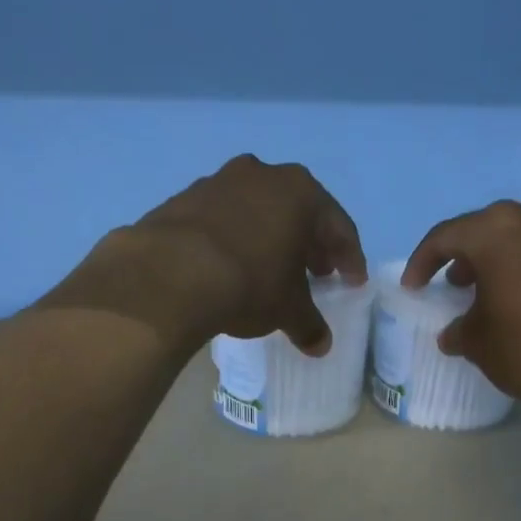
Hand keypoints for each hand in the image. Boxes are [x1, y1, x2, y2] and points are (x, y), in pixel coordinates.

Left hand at [48, 156, 366, 355]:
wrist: (167, 274)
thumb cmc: (247, 284)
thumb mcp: (287, 310)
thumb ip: (309, 324)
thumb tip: (320, 345)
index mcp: (300, 193)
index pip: (338, 227)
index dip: (349, 258)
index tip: (353, 282)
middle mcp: (262, 175)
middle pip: (298, 212)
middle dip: (310, 245)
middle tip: (317, 274)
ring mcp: (218, 181)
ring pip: (258, 211)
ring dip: (270, 238)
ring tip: (272, 270)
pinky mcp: (183, 198)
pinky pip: (222, 219)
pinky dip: (234, 239)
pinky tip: (230, 265)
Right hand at [402, 198, 520, 430]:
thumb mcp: (480, 344)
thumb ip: (460, 330)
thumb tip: (456, 332)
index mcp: (499, 230)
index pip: (447, 236)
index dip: (424, 262)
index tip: (415, 287)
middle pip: (493, 229)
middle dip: (471, 256)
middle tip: (459, 285)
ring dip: (512, 258)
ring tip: (503, 290)